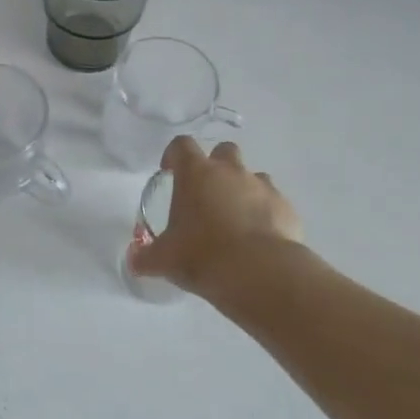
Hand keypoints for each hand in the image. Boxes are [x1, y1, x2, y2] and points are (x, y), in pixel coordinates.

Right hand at [127, 136, 304, 296]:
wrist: (260, 273)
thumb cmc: (202, 255)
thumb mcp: (164, 259)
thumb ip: (146, 257)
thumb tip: (132, 261)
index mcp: (196, 173)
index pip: (182, 145)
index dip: (174, 155)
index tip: (169, 171)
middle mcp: (230, 172)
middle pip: (224, 150)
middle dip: (216, 165)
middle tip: (207, 193)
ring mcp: (262, 187)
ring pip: (253, 175)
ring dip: (243, 189)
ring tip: (235, 218)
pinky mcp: (286, 208)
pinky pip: (274, 202)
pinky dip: (266, 213)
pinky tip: (259, 238)